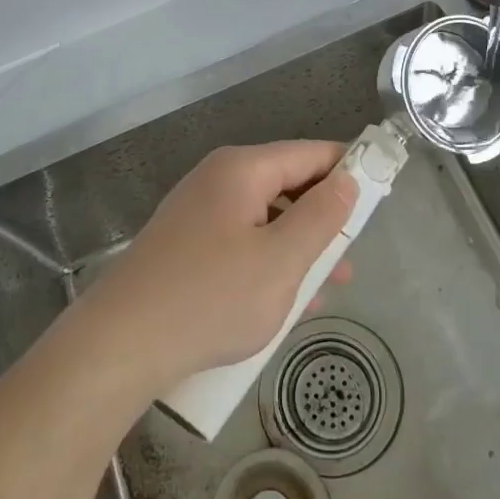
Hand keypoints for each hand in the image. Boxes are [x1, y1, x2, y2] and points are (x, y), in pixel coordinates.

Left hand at [81, 141, 359, 392]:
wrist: (119, 345)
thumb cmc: (210, 297)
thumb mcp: (280, 260)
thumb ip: (321, 217)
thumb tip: (347, 181)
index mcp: (242, 170)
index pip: (310, 153)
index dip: (349, 170)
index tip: (380, 198)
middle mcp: (218, 181)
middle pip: (287, 185)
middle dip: (322, 219)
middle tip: (351, 256)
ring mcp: (197, 214)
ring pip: (265, 220)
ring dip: (298, 249)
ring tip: (327, 287)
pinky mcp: (185, 247)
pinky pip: (240, 243)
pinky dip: (267, 264)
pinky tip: (284, 302)